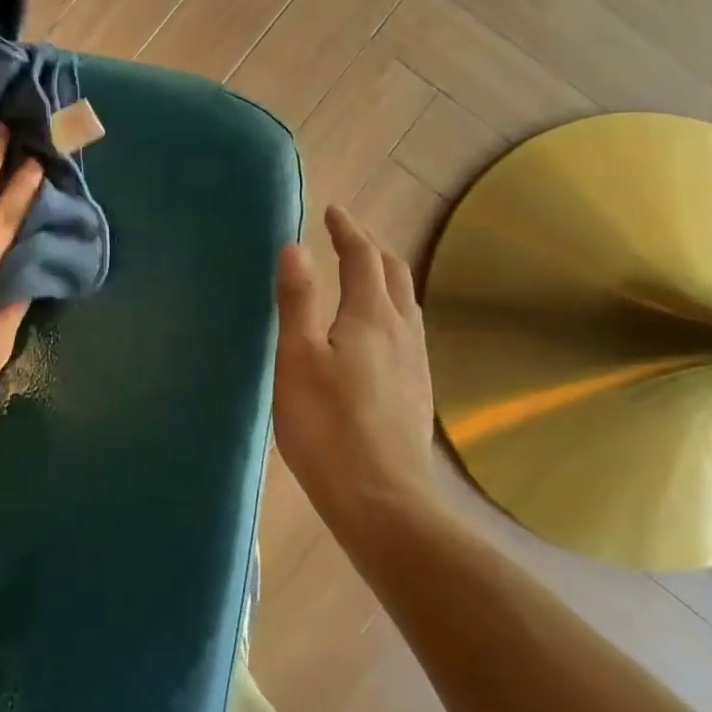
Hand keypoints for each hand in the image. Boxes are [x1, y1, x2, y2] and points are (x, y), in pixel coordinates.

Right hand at [273, 206, 437, 543]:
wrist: (382, 500)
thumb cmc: (327, 426)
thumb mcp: (298, 359)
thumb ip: (298, 301)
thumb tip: (294, 247)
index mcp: (370, 317)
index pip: (362, 257)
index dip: (348, 230)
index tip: (333, 211)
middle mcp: (401, 331)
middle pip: (393, 273)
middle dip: (370, 246)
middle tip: (346, 234)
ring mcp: (415, 362)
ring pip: (404, 302)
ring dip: (383, 276)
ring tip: (360, 273)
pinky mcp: (416, 390)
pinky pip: (405, 329)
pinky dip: (388, 307)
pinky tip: (375, 331)